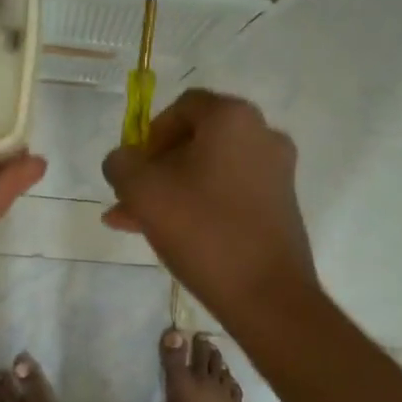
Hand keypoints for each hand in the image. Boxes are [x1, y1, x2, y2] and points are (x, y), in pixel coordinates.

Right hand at [102, 89, 315, 319]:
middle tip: (128, 197)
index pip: (183, 107)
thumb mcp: (143, 191)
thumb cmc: (202, 230)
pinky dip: (198, 204)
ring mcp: (276, 172)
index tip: (133, 166)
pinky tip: (168, 234)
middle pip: (196, 140)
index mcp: (233, 119)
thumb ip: (122, 164)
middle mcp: (262, 135)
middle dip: (155, 168)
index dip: (149, 133)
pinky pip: (229, 193)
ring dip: (170, 190)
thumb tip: (123, 160)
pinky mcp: (280, 205)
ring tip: (134, 222)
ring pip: (209, 171)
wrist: (266, 295)